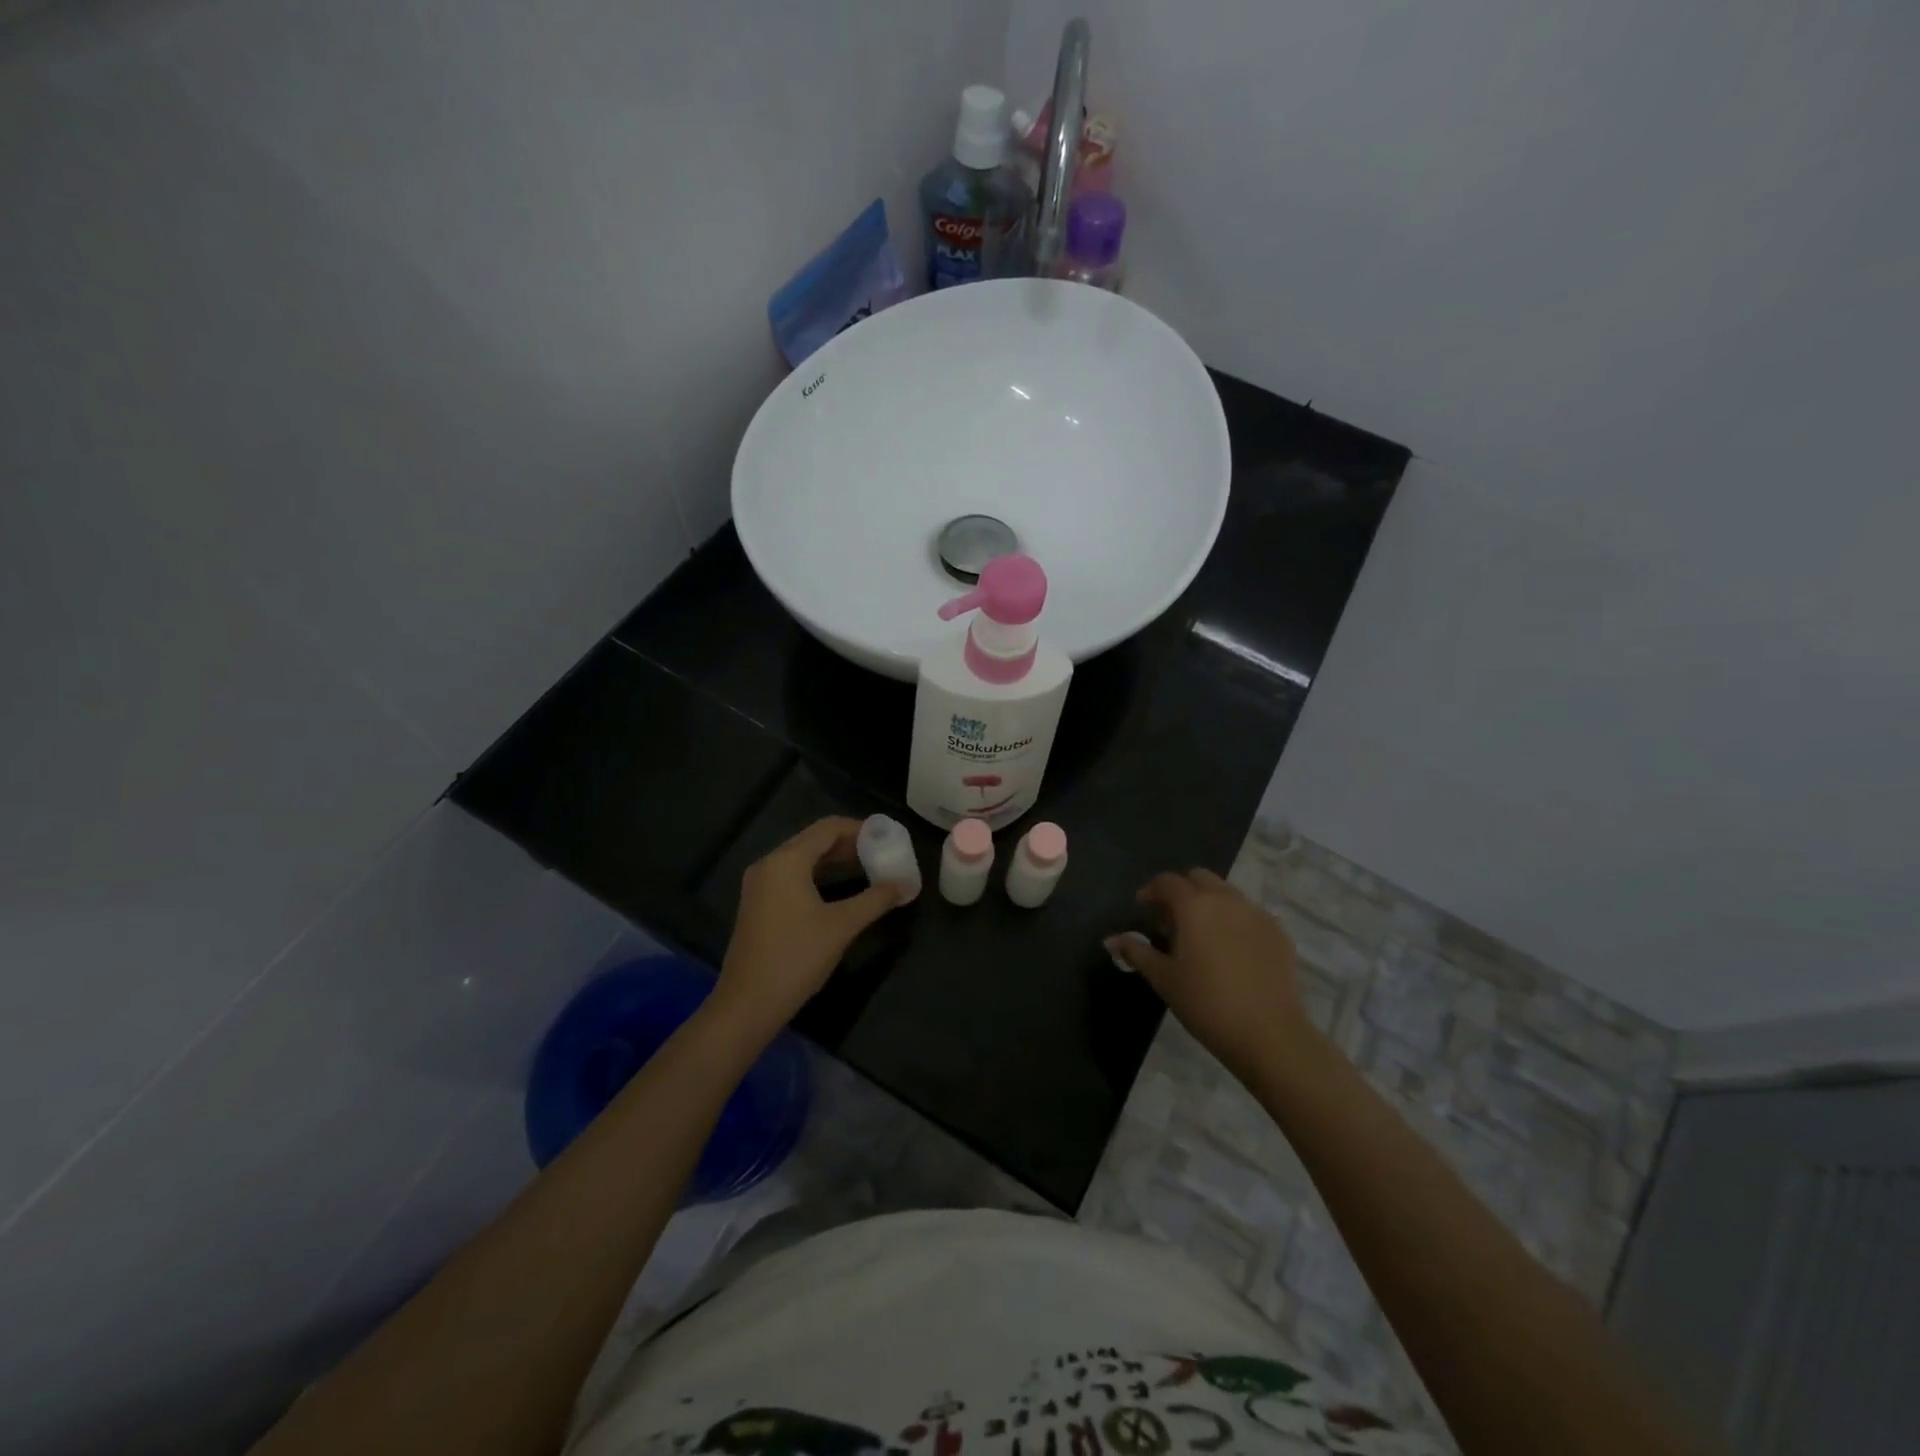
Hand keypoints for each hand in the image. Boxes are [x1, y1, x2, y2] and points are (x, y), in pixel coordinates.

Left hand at [712, 816, 909, 1037]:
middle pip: (814, 840)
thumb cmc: (797, 957)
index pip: (828, 828)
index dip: (859, 829)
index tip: (887, 838)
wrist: (748, 1003)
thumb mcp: (843, 925)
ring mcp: (759, 885)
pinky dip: (817, 876)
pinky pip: (792, 876)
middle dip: (849, 845)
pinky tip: (839, 891)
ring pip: (802, 859)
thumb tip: (907, 884)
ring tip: (867, 870)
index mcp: (787, 860)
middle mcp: (769, 864)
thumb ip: (876, 899)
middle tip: (881, 855)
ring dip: (834, 861)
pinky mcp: (758, 904)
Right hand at [1107, 869, 1318, 1082]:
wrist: (1269, 1034)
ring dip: (1209, 902)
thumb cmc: (1206, 1003)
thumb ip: (1136, 952)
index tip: (1142, 907)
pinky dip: (1234, 920)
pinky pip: (1249, 914)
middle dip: (1182, 890)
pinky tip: (1230, 950)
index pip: (1168, 881)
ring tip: (1201, 934)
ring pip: (1227, 893)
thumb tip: (1110, 939)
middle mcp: (1227, 900)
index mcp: (1195, 905)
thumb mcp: (1164, 978)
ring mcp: (1257, 914)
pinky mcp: (1278, 933)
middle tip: (1171, 919)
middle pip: (1200, 878)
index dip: (1151, 890)